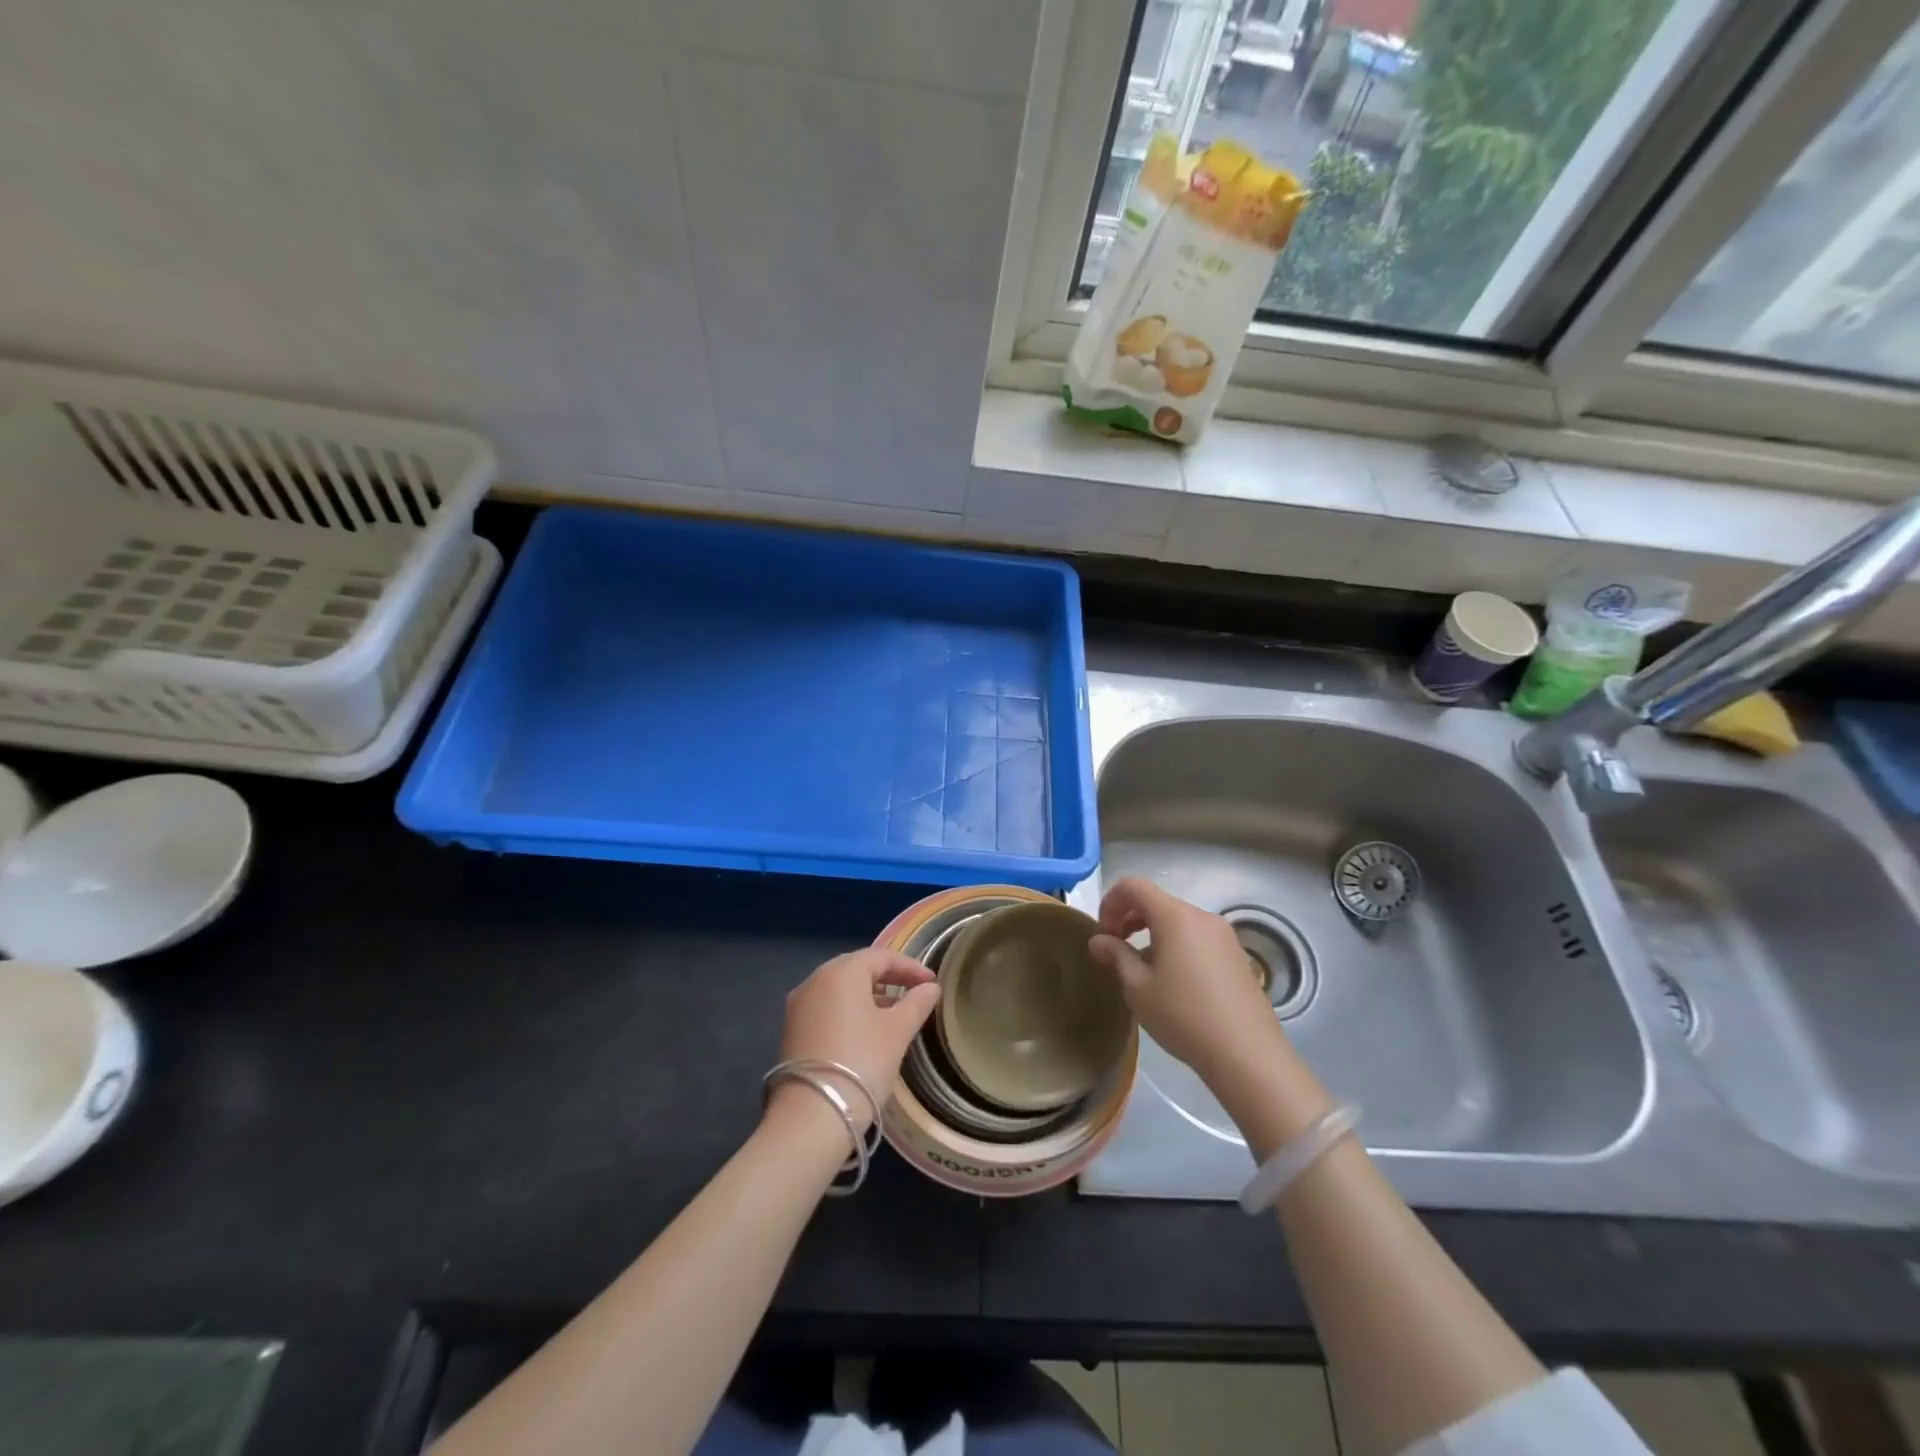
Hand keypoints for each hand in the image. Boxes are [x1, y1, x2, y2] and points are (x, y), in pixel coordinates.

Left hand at [771, 948, 939, 1131]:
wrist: (811, 1117)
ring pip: (840, 988)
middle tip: (914, 992)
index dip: (910, 967)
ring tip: (894, 1012)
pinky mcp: (792, 1030)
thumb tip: (931, 988)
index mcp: (841, 972)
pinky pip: (827, 1007)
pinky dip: (849, 1010)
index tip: (932, 983)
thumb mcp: (897, 1032)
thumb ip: (917, 1004)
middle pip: (857, 968)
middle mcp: (814, 980)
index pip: (881, 956)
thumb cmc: (862, 1062)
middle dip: (888, 977)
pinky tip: (866, 1030)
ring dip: (869, 994)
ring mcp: (799, 1005)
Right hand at [1087, 877, 1286, 1086]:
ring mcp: (1224, 935)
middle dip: (1130, 919)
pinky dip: (1176, 945)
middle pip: (1157, 902)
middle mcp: (1202, 916)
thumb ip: (1116, 956)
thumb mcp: (1138, 988)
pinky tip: (1174, 983)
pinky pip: (1197, 938)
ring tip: (1143, 971)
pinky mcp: (1237, 956)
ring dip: (1152, 934)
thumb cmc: (1184, 1016)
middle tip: (1116, 951)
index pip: (1134, 886)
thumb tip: (1098, 940)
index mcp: (1175, 916)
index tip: (1103, 935)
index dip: (1110, 903)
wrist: (1248, 1055)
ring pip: (1178, 921)